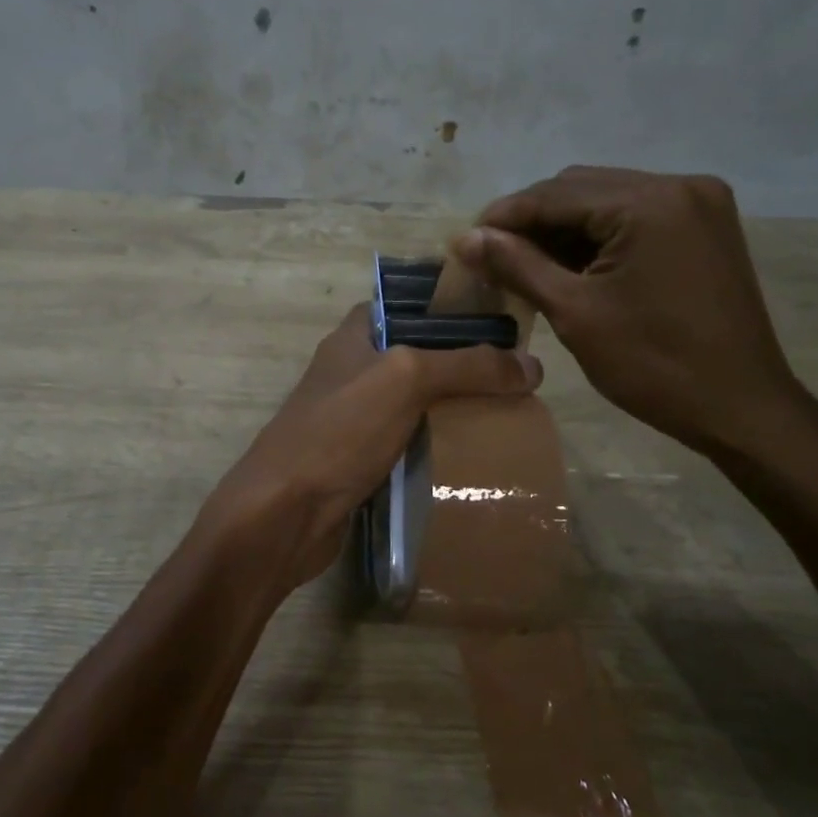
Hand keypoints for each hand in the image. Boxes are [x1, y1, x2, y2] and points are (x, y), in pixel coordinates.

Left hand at [197, 304, 541, 593]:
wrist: (284, 512)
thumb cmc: (339, 431)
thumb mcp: (406, 379)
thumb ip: (467, 366)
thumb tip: (533, 365)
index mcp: (355, 336)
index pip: (409, 304)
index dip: (452, 306)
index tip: (502, 320)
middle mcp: (353, 371)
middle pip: (418, 355)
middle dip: (464, 363)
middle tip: (518, 375)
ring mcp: (354, 418)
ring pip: (416, 402)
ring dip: (455, 407)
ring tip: (511, 412)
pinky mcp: (360, 460)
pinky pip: (409, 443)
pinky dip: (438, 445)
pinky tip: (477, 454)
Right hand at [454, 167, 807, 459]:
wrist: (740, 407)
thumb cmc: (653, 365)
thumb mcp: (575, 312)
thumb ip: (517, 266)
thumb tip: (466, 238)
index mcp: (650, 202)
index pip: (557, 193)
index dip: (505, 216)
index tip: (467, 242)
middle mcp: (679, 185)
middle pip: (582, 188)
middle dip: (533, 220)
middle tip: (493, 257)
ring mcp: (699, 204)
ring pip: (607, 201)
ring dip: (564, 228)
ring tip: (524, 264)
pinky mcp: (705, 227)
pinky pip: (635, 217)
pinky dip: (598, 236)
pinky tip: (570, 265)